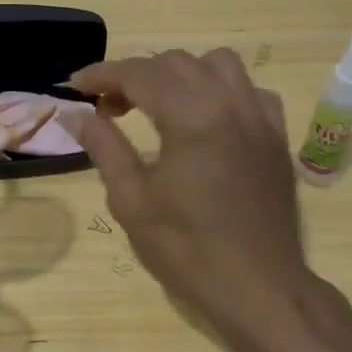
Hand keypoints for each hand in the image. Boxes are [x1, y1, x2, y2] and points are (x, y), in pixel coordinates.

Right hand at [73, 50, 345, 348]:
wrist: (260, 289)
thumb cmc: (188, 249)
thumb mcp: (131, 201)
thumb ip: (104, 146)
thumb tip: (76, 114)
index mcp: (192, 117)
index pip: (139, 74)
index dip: (102, 75)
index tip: (75, 86)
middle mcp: (229, 103)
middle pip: (175, 62)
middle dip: (135, 75)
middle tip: (108, 107)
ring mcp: (259, 117)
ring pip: (217, 64)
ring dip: (180, 73)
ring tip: (158, 104)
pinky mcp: (276, 136)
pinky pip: (249, 90)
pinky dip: (221, 91)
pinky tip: (207, 119)